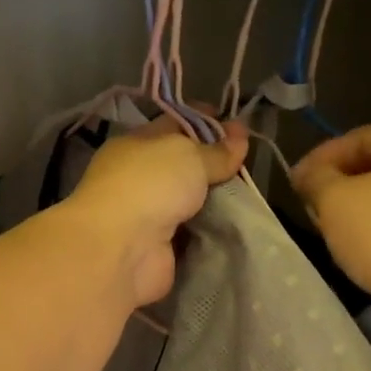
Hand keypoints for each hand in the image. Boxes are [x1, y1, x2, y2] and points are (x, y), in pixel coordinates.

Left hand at [64, 116, 248, 306]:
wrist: (122, 249)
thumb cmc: (149, 186)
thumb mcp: (188, 155)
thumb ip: (215, 151)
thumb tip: (239, 139)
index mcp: (135, 145)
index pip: (173, 124)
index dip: (204, 122)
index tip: (236, 124)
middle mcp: (138, 178)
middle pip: (182, 165)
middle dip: (213, 162)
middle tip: (247, 160)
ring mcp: (147, 214)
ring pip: (188, 200)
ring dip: (213, 198)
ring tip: (247, 191)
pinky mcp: (159, 247)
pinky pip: (191, 232)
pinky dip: (210, 229)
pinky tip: (236, 223)